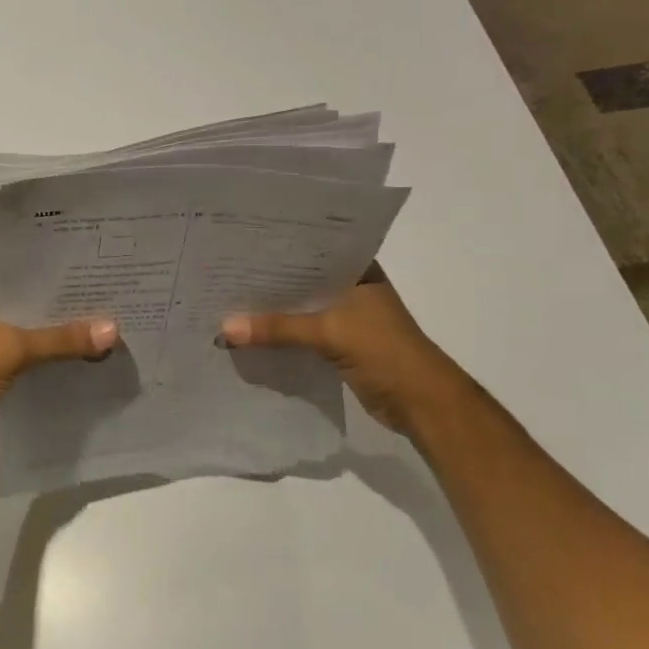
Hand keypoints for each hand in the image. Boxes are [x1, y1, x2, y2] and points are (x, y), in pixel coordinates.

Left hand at [0, 284, 117, 461]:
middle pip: (27, 302)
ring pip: (27, 329)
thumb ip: (63, 339)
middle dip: (61, 304)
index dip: (53, 271)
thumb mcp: (16, 348)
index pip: (19, 271)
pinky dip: (46, 355)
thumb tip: (113, 329)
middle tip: (105, 295)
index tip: (90, 267)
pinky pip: (25, 354)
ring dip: (55, 332)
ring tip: (99, 322)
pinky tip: (77, 354)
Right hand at [220, 269, 475, 435]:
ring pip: (300, 308)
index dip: (277, 249)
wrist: (423, 404)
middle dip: (268, 282)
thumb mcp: (329, 333)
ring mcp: (346, 317)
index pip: (311, 249)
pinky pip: (301, 333)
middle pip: (301, 281)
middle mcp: (350, 288)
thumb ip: (278, 328)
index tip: (239, 244)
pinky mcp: (339, 344)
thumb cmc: (385, 352)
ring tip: (228, 300)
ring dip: (273, 311)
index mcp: (357, 270)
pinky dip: (281, 334)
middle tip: (224, 273)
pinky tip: (250, 333)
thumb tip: (224, 327)